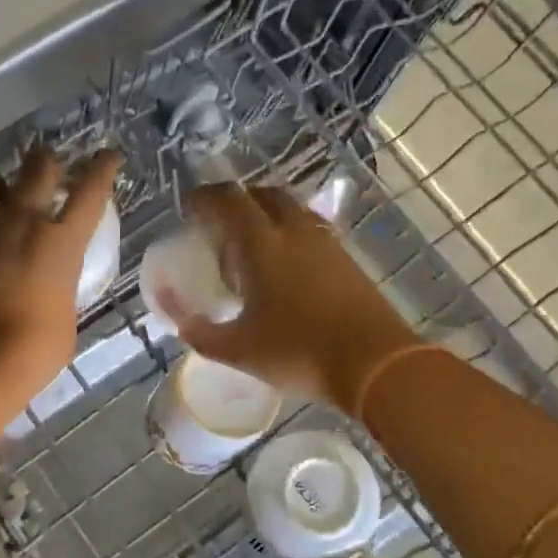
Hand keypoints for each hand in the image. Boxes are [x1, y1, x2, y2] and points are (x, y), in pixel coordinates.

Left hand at [0, 147, 121, 404]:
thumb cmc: (33, 352)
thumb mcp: (64, 317)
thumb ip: (59, 289)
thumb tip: (50, 286)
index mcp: (62, 242)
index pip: (91, 190)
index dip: (102, 167)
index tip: (107, 155)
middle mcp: (22, 220)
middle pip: (37, 165)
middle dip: (44, 163)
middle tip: (42, 172)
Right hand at [163, 183, 413, 406]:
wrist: (374, 363)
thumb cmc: (298, 352)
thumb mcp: (239, 351)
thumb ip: (203, 334)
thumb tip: (183, 323)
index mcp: (262, 244)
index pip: (230, 201)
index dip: (206, 198)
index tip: (190, 207)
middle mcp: (295, 232)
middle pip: (264, 194)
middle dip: (239, 199)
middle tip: (221, 220)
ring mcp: (326, 243)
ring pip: (292, 210)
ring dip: (267, 214)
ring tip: (251, 241)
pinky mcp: (347, 260)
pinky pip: (311, 230)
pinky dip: (290, 233)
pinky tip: (285, 264)